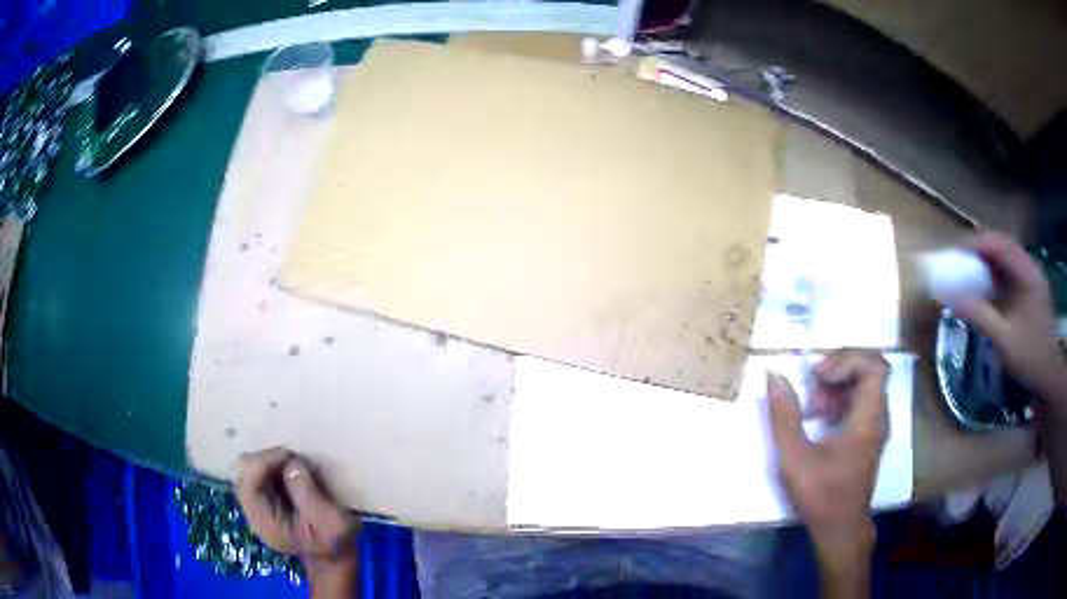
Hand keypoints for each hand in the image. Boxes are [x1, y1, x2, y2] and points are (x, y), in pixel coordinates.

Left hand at [237, 448, 359, 571]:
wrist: (333, 556)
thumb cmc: (334, 542)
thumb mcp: (332, 523)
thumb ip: (309, 495)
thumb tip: (292, 465)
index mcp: (266, 524)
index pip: (248, 487)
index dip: (263, 464)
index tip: (288, 455)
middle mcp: (253, 512)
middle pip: (243, 472)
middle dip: (266, 459)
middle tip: (293, 458)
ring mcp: (256, 504)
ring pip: (248, 467)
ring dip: (270, 460)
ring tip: (295, 464)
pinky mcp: (263, 497)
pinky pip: (258, 470)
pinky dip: (273, 464)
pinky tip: (291, 469)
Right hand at [767, 349, 888, 572]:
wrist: (840, 528)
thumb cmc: (820, 495)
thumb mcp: (794, 458)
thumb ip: (784, 416)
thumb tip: (773, 375)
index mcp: (868, 418)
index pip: (874, 365)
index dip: (846, 359)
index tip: (818, 376)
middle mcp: (878, 416)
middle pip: (869, 369)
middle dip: (838, 370)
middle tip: (812, 387)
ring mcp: (876, 425)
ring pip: (865, 384)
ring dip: (837, 385)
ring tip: (812, 408)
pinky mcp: (870, 435)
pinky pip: (861, 401)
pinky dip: (841, 399)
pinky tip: (820, 419)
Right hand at [953, 232, 1063, 407]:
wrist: (1046, 378)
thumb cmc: (1028, 358)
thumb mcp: (1003, 340)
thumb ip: (980, 316)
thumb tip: (952, 298)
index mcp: (1027, 274)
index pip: (1000, 245)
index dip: (976, 245)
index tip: (956, 254)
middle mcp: (1031, 268)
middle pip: (1003, 246)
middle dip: (980, 250)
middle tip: (960, 261)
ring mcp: (1032, 278)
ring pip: (1006, 257)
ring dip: (988, 262)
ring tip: (970, 272)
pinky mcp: (1030, 289)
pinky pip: (1010, 272)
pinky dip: (996, 274)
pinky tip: (987, 287)